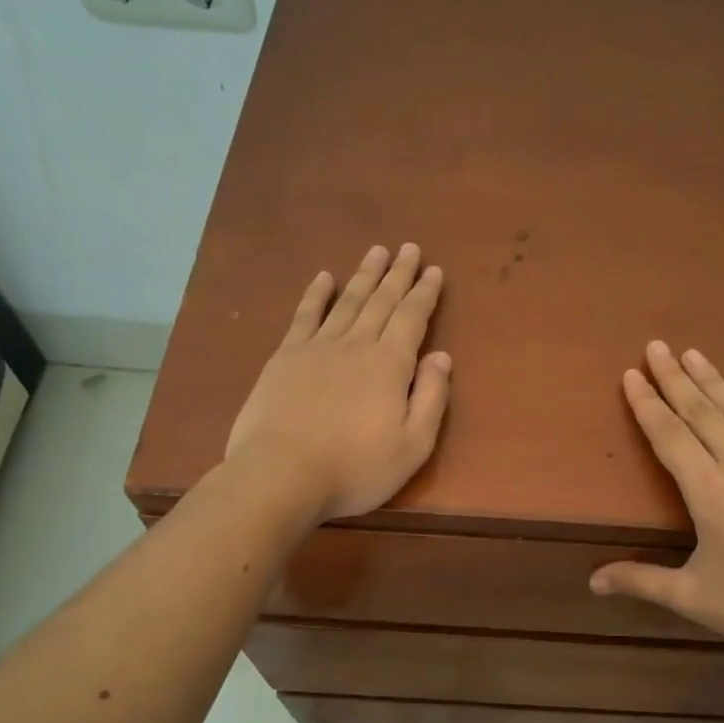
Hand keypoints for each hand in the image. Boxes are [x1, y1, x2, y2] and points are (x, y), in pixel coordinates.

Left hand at [225, 243, 449, 523]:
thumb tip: (441, 357)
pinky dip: (316, 295)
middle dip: (398, 274)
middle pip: (381, 301)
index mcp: (390, 365)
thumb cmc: (356, 468)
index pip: (413, 318)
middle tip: (409, 248)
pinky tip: (323, 278)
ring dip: (364, 275)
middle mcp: (356, 345)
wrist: (282, 474)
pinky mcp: (285, 357)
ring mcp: (317, 347)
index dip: (425, 294)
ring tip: (376, 252)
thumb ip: (431, 398)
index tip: (434, 270)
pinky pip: (305, 316)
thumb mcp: (413, 445)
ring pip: (347, 301)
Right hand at [590, 341, 723, 673]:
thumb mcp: (692, 597)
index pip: (669, 437)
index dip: (647, 405)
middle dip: (675, 378)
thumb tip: (591, 582)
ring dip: (715, 381)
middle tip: (657, 346)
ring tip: (694, 354)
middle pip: (702, 413)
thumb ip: (640, 581)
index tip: (632, 375)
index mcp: (708, 492)